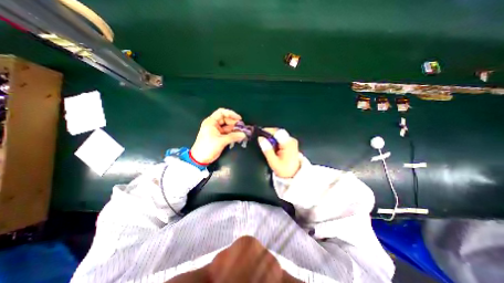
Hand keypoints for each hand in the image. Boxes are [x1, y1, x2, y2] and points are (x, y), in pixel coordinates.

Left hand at [190, 110, 247, 164]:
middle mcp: (213, 124)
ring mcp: (216, 130)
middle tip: (242, 127)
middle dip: (234, 123)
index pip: (222, 112)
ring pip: (227, 126)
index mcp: (211, 122)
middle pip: (226, 119)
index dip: (231, 114)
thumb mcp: (221, 141)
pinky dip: (232, 134)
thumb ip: (233, 137)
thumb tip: (243, 134)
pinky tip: (238, 136)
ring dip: (234, 129)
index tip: (239, 119)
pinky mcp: (218, 136)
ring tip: (241, 132)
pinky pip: (227, 132)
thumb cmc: (207, 147)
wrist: (200, 159)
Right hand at [258, 128, 299, 179]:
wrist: (294, 174)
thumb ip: (267, 150)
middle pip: (278, 132)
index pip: (277, 132)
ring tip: (266, 144)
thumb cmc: (284, 169)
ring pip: (279, 134)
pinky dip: (275, 140)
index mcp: (288, 144)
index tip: (259, 133)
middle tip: (261, 140)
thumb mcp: (273, 162)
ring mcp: (291, 141)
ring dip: (271, 137)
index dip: (268, 131)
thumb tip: (260, 139)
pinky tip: (272, 146)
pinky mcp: (290, 142)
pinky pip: (281, 137)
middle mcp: (291, 140)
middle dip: (269, 134)